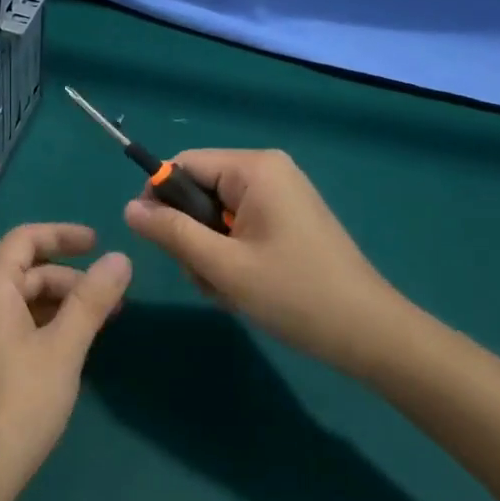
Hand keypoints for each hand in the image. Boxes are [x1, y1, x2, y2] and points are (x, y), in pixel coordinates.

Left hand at [0, 224, 130, 500]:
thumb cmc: (18, 403)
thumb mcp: (64, 348)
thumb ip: (92, 301)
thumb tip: (121, 258)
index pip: (26, 239)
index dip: (64, 235)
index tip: (99, 242)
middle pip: (25, 271)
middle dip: (70, 279)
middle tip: (113, 300)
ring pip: (21, 301)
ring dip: (59, 305)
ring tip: (99, 325)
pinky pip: (13, 326)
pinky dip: (44, 326)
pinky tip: (69, 349)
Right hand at [123, 149, 411, 378]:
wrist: (370, 335)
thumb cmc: (295, 295)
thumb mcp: (223, 266)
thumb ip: (172, 232)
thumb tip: (129, 209)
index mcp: (254, 168)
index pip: (183, 165)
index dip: (160, 199)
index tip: (158, 241)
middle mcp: (267, 171)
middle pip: (198, 191)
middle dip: (191, 235)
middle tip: (207, 277)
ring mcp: (280, 196)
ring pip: (214, 214)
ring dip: (209, 253)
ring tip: (228, 290)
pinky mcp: (287, 220)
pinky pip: (237, 226)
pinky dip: (230, 256)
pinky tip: (244, 288)